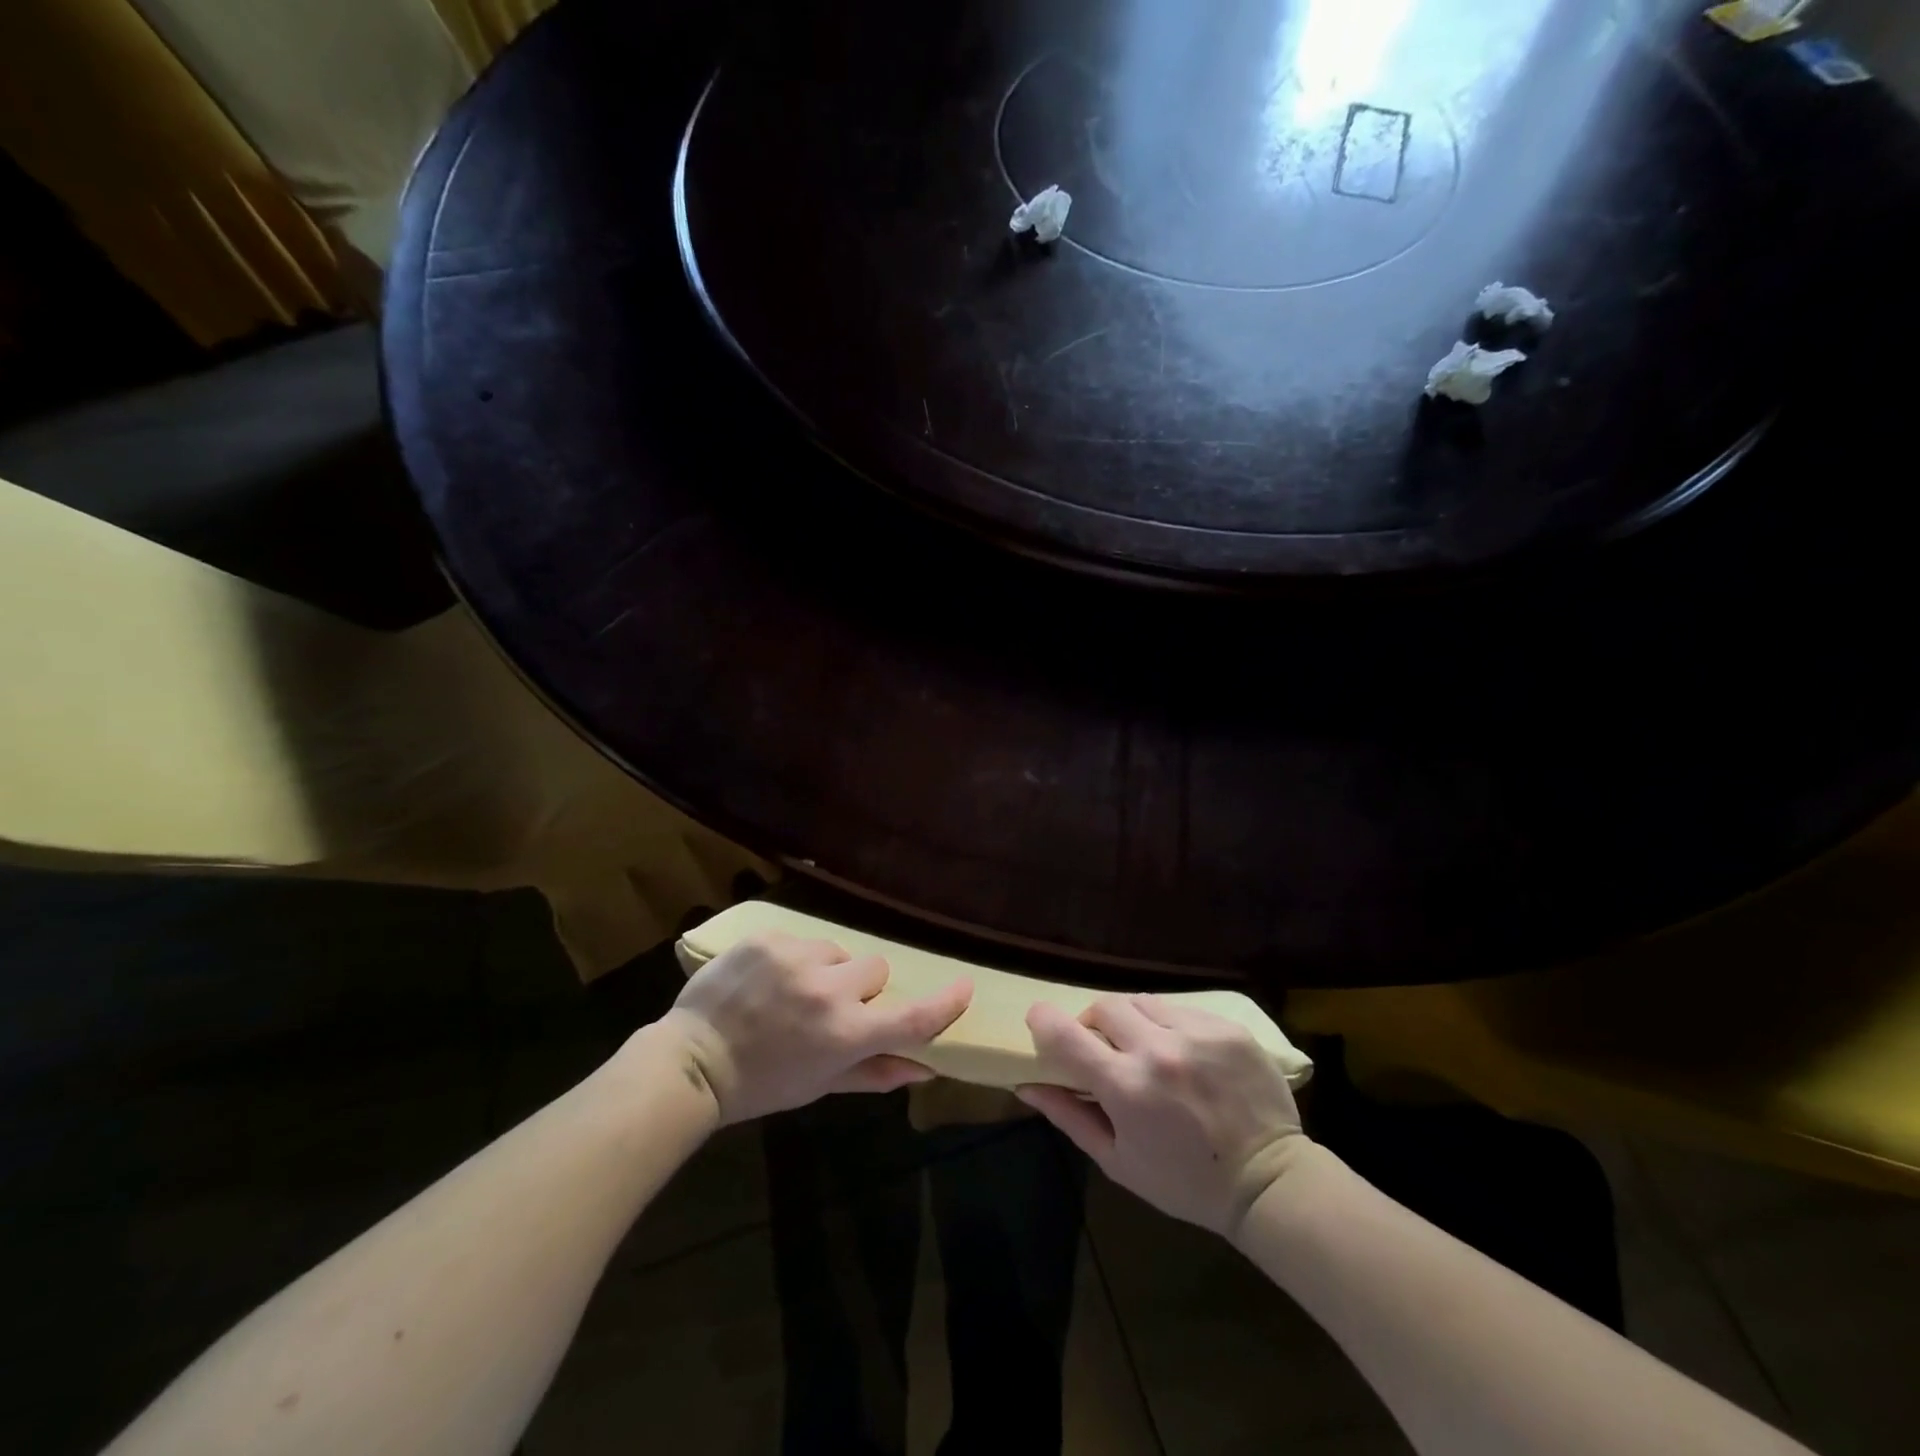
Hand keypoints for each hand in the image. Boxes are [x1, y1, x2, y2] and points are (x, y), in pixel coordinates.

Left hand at [661, 932, 971, 1124]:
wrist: (692, 1061)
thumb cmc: (762, 1084)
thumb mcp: (820, 1085)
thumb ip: (875, 1073)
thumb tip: (925, 1067)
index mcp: (844, 1034)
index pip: (910, 1017)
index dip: (944, 1003)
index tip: (964, 986)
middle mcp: (828, 990)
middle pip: (876, 968)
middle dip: (862, 987)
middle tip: (832, 1008)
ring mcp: (796, 958)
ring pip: (839, 950)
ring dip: (828, 969)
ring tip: (794, 992)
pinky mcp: (769, 938)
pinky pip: (803, 940)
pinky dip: (796, 958)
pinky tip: (769, 979)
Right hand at [1017, 996, 1306, 1236]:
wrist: (1267, 1181)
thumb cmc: (1184, 1181)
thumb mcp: (1118, 1160)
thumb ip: (1070, 1116)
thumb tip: (1026, 1085)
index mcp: (1125, 1086)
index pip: (1065, 1033)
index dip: (1043, 1020)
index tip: (1040, 1020)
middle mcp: (1157, 1049)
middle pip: (1104, 1006)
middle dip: (1094, 1023)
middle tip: (1104, 1048)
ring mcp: (1195, 1033)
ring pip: (1142, 1001)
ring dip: (1133, 1021)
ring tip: (1147, 1049)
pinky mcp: (1226, 1028)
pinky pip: (1181, 1009)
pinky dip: (1170, 1025)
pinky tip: (1184, 1054)